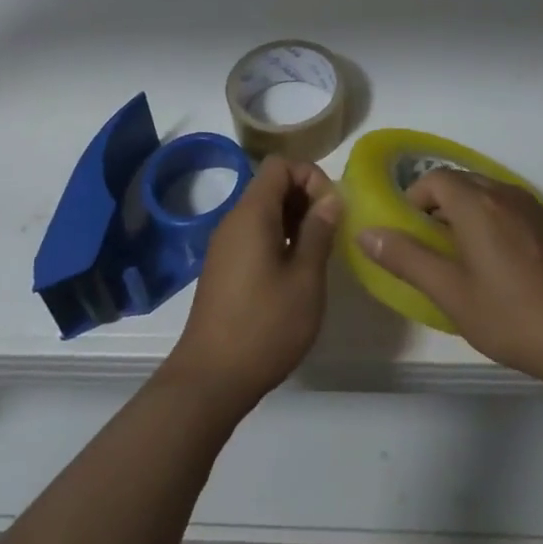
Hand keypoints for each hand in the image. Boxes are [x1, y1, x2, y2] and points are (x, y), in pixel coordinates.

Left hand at [160, 156, 340, 416]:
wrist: (211, 378)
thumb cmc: (265, 326)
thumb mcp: (305, 279)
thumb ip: (319, 232)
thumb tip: (331, 198)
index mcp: (252, 213)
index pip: (279, 165)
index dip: (310, 176)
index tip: (331, 208)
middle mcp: (234, 220)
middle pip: (270, 185)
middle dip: (305, 197)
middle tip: (330, 232)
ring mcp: (225, 245)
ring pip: (263, 211)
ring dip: (293, 220)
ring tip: (317, 253)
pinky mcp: (223, 268)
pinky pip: (253, 234)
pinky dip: (278, 239)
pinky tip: (294, 272)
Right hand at [356, 169, 542, 397]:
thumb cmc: (515, 317)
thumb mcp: (452, 294)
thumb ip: (407, 259)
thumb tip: (366, 232)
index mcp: (477, 203)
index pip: (434, 179)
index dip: (414, 198)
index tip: (409, 231)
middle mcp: (507, 194)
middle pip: (463, 182)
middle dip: (440, 204)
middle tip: (432, 245)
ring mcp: (538, 209)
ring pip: (491, 195)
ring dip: (470, 213)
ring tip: (466, 257)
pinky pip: (516, 210)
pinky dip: (498, 222)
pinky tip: (506, 266)